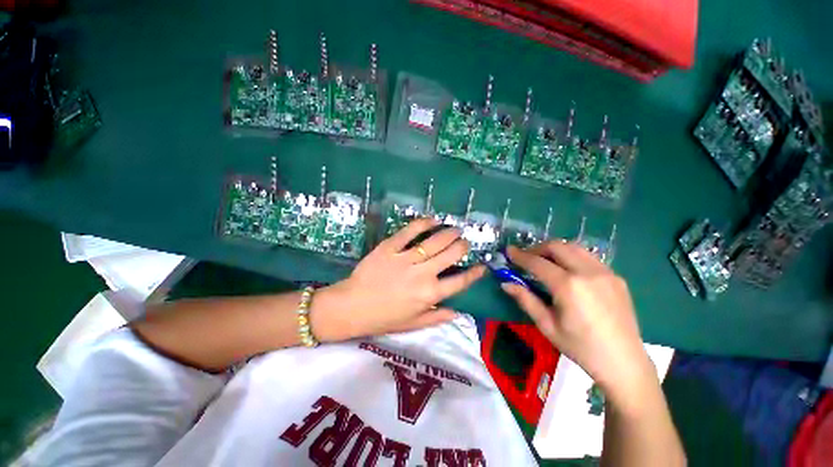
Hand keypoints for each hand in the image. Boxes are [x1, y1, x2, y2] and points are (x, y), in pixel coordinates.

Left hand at [311, 218, 484, 340]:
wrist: (351, 307)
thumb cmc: (382, 318)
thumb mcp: (412, 324)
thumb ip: (436, 317)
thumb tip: (457, 312)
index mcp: (429, 294)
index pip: (460, 282)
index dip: (474, 273)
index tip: (482, 266)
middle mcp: (423, 274)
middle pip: (451, 255)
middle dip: (462, 246)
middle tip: (464, 241)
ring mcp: (406, 259)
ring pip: (434, 241)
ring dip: (449, 233)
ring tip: (455, 229)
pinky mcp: (390, 247)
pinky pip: (409, 232)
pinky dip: (423, 223)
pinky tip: (432, 219)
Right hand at [503, 242, 655, 401]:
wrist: (624, 362)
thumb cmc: (581, 347)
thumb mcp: (547, 325)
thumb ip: (525, 300)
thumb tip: (506, 283)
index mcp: (568, 286)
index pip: (537, 263)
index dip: (520, 256)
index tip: (509, 251)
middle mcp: (588, 272)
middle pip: (557, 246)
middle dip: (537, 248)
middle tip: (526, 258)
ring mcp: (605, 272)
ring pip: (574, 247)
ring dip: (555, 250)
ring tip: (545, 261)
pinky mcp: (616, 277)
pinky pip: (589, 257)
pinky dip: (572, 257)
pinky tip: (567, 271)